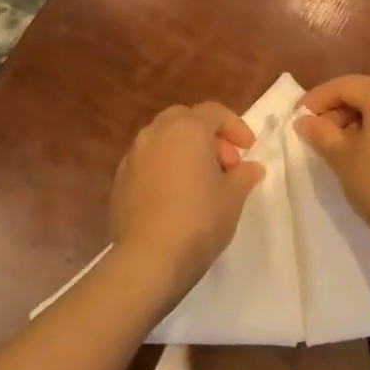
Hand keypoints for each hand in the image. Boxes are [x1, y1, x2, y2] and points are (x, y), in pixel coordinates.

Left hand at [110, 102, 264, 301]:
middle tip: (225, 163)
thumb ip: (244, 175)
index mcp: (186, 129)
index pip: (214, 112)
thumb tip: (249, 168)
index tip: (248, 149)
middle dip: (208, 136)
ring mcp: (133, 156)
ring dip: (184, 151)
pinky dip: (165, 169)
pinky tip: (175, 197)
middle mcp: (155, 133)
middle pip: (185, 120)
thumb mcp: (233, 196)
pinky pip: (148, 163)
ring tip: (201, 182)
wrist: (149, 258)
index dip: (235, 126)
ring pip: (163, 140)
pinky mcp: (119, 181)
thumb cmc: (199, 219)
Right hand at [295, 76, 369, 256]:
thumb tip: (305, 121)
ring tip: (339, 142)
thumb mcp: (341, 157)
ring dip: (359, 116)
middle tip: (317, 127)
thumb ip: (320, 133)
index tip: (298, 117)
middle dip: (339, 105)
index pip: (344, 85)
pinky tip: (366, 150)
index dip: (317, 98)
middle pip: (367, 90)